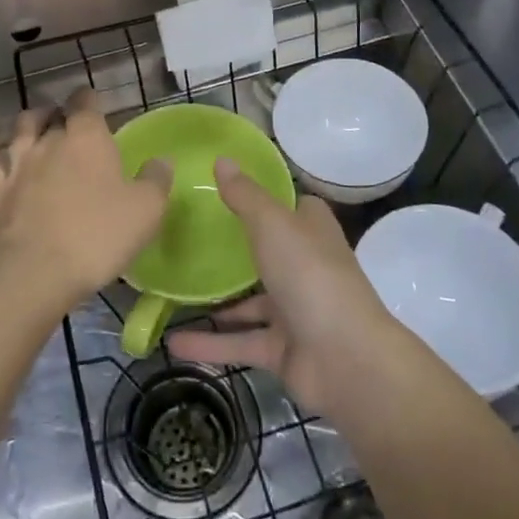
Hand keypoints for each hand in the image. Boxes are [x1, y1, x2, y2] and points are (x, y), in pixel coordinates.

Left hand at [0, 90, 169, 316]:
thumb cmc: (98, 236)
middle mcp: (50, 142)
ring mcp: (18, 164)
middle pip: (54, 114)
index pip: (86, 103)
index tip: (94, 102)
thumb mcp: (146, 210)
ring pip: (20, 127)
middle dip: (62, 113)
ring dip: (29, 120)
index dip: (90, 99)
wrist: (38, 272)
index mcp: (88, 139)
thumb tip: (162, 160)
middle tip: (71, 122)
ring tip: (36, 122)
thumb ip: (156, 180)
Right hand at [168, 159, 397, 412]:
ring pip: (249, 302)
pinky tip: (173, 342)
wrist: (346, 360)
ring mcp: (295, 309)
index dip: (264, 196)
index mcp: (311, 230)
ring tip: (171, 292)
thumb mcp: (272, 225)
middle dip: (234, 248)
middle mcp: (305, 266)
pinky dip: (210, 343)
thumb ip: (245, 196)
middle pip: (267, 252)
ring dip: (216, 302)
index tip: (224, 190)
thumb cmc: (310, 276)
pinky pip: (240, 341)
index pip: (290, 206)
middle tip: (188, 237)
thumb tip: (222, 159)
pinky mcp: (282, 349)